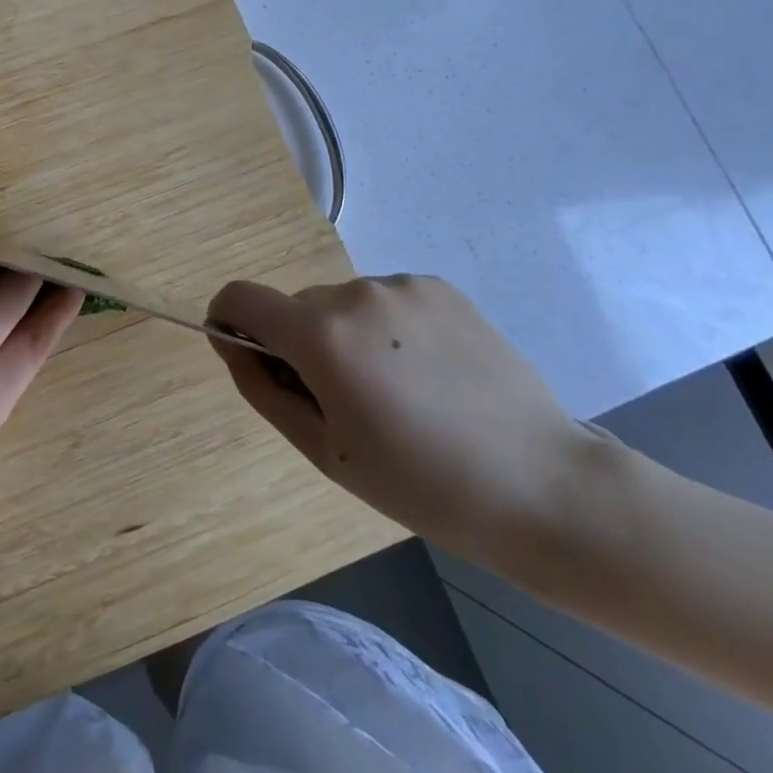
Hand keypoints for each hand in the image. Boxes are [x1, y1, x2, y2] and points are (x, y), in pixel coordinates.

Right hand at [209, 276, 594, 568]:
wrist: (544, 487)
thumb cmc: (421, 484)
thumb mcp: (323, 449)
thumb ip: (260, 387)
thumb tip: (230, 342)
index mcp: (321, 335)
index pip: (241, 298)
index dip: (229, 321)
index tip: (247, 356)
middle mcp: (354, 293)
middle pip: (296, 308)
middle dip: (300, 344)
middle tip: (343, 402)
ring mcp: (401, 285)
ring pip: (341, 305)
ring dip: (345, 336)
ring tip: (396, 392)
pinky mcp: (440, 287)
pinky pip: (385, 301)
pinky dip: (385, 329)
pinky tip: (427, 373)